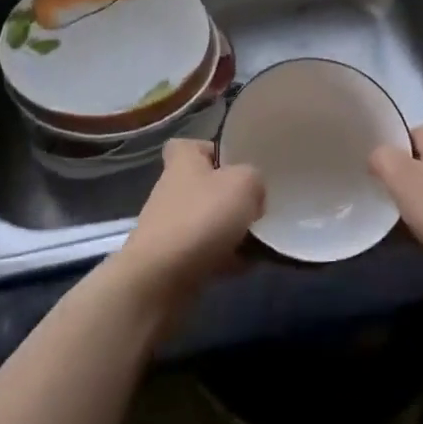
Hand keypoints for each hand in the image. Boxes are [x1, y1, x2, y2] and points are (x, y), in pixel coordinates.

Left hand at [106, 139, 264, 315]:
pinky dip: (227, 258)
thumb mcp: (243, 183)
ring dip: (233, 231)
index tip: (235, 165)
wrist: (162, 277)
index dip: (212, 151)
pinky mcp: (174, 259)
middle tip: (257, 208)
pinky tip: (247, 265)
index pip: (190, 146)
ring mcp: (171, 226)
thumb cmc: (202, 218)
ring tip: (260, 241)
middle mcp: (172, 189)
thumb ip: (255, 179)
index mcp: (183, 161)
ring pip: (210, 221)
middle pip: (206, 186)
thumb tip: (253, 195)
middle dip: (232, 198)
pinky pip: (208, 252)